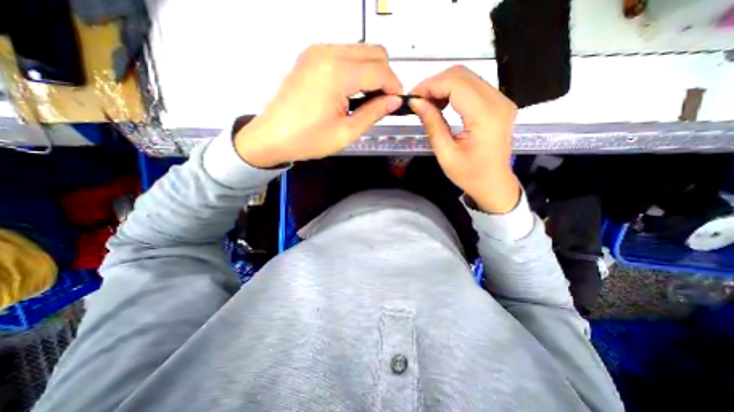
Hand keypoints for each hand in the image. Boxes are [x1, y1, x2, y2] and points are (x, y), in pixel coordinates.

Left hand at [235, 43, 403, 167]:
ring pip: (359, 51)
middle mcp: (327, 52)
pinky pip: (343, 55)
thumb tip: (393, 101)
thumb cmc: (309, 139)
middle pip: (373, 52)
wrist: (272, 137)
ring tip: (366, 99)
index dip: (394, 86)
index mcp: (337, 72)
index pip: (380, 69)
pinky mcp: (310, 57)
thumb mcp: (347, 132)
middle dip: (385, 76)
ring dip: (370, 72)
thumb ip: (374, 112)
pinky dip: (355, 70)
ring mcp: (316, 51)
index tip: (396, 103)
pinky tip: (350, 91)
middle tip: (382, 102)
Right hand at [408, 65, 521, 211]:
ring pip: (467, 78)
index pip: (456, 83)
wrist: (494, 184)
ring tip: (427, 104)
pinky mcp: (499, 104)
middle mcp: (498, 101)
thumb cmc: (470, 175)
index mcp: (486, 116)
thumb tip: (416, 102)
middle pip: (462, 75)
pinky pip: (473, 87)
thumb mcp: (446, 154)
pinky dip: (453, 91)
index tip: (412, 98)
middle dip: (435, 83)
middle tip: (418, 102)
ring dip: (443, 86)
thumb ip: (432, 124)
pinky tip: (442, 105)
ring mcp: (501, 100)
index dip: (430, 85)